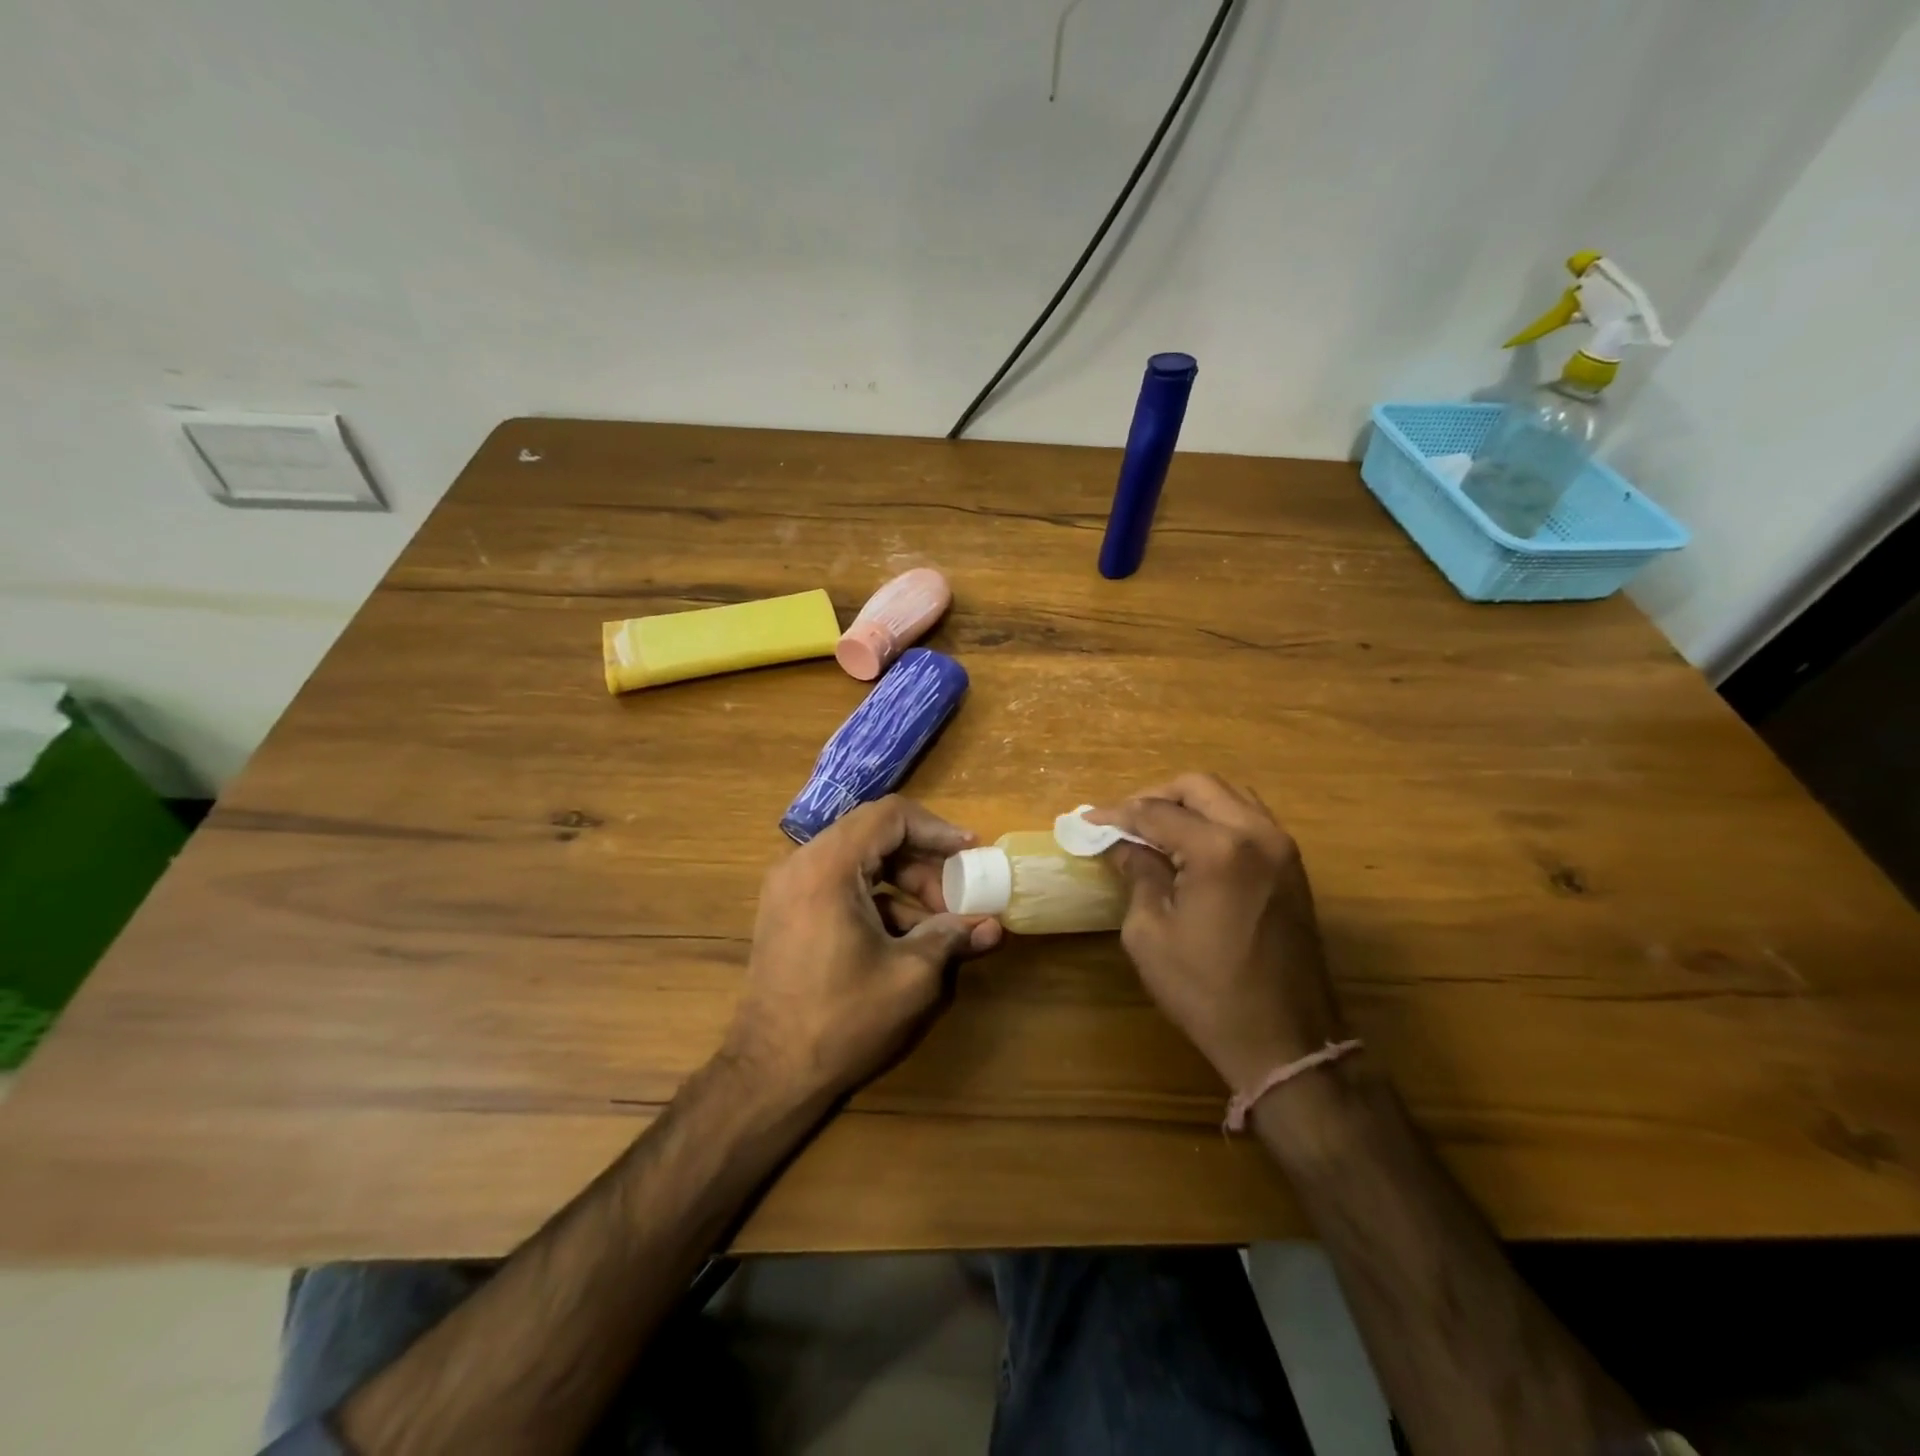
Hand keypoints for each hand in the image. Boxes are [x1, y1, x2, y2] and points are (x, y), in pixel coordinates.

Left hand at [725, 796, 1002, 1103]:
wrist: (769, 1074)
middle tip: (958, 896)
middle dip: (924, 862)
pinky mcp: (788, 911)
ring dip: (904, 883)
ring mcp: (789, 888)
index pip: (890, 816)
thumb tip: (993, 925)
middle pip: (875, 835)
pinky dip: (878, 900)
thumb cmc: (842, 1019)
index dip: (937, 829)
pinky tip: (907, 940)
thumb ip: (952, 937)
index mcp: (828, 867)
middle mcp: (802, 864)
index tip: (971, 852)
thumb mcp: (910, 976)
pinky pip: (841, 885)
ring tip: (940, 924)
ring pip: (860, 861)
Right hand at [1088, 774, 1347, 1092]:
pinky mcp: (1293, 866)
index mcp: (1220, 850)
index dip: (1117, 814)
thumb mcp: (1151, 933)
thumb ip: (1137, 875)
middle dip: (1155, 796)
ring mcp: (1282, 847)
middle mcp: (1258, 834)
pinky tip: (1191, 844)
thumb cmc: (1207, 991)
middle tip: (1123, 821)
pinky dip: (1216, 817)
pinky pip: (1249, 818)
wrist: (1285, 1040)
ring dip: (1188, 803)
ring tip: (1155, 829)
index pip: (1157, 812)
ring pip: (1229, 795)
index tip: (1087, 820)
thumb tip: (1123, 845)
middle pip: (1198, 786)